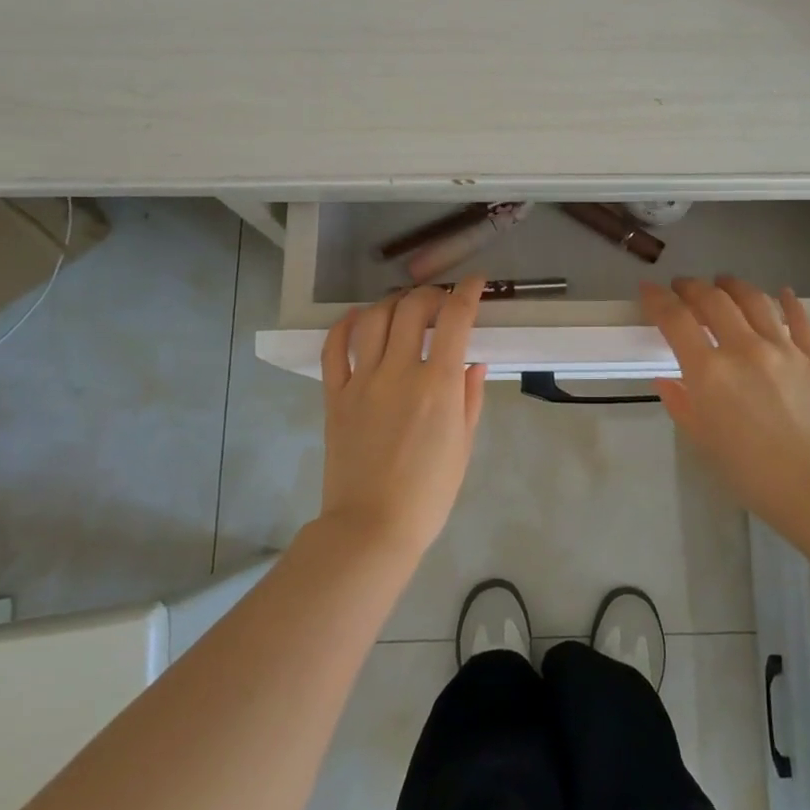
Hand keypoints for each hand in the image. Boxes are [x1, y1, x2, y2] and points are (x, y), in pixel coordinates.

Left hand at [319, 275, 488, 560]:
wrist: (372, 526)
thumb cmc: (429, 493)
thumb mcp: (463, 445)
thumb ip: (470, 397)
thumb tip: (473, 361)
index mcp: (437, 385)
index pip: (455, 319)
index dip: (467, 292)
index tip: (475, 283)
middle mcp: (399, 372)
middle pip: (412, 309)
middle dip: (431, 293)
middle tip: (440, 300)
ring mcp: (362, 382)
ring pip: (373, 319)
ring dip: (392, 302)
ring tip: (404, 306)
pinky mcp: (335, 396)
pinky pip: (333, 349)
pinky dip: (344, 325)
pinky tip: (358, 317)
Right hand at [642, 276, 809, 537]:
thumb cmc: (752, 474)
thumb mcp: (704, 442)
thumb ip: (682, 404)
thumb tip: (666, 380)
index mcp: (709, 372)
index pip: (676, 320)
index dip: (657, 299)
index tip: (648, 290)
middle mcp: (744, 349)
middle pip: (713, 300)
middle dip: (691, 287)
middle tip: (682, 287)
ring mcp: (783, 348)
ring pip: (754, 299)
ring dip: (732, 285)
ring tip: (723, 283)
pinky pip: (799, 317)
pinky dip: (786, 300)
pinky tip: (780, 293)